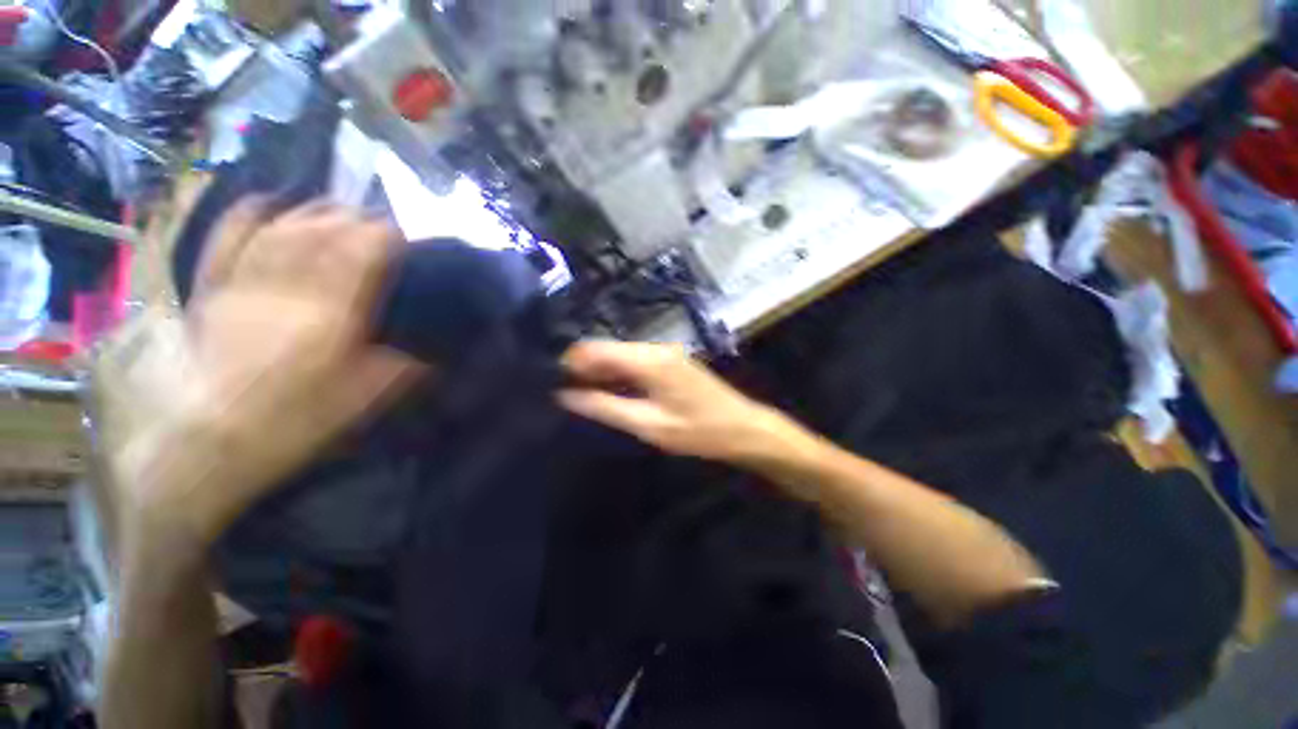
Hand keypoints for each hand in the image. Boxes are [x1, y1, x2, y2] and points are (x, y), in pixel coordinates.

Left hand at [115, 201, 426, 547]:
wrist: (214, 440)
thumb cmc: (297, 420)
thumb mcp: (368, 397)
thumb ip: (406, 367)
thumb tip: (437, 353)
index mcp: (332, 313)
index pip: (363, 253)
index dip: (385, 237)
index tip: (404, 237)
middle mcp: (289, 286)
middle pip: (324, 232)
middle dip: (355, 220)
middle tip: (376, 222)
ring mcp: (245, 283)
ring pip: (282, 227)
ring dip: (313, 213)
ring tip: (336, 210)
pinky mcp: (213, 289)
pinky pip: (228, 238)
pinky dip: (249, 215)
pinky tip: (269, 205)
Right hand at [557, 341, 798, 465]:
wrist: (744, 428)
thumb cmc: (699, 431)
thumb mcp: (649, 424)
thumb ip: (605, 407)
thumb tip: (565, 395)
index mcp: (648, 360)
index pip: (595, 349)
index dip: (570, 362)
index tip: (550, 381)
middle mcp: (654, 348)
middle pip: (606, 349)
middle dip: (583, 368)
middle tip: (562, 393)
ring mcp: (664, 352)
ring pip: (619, 355)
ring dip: (600, 372)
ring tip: (580, 396)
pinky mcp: (670, 361)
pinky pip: (634, 362)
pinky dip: (618, 375)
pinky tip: (609, 392)